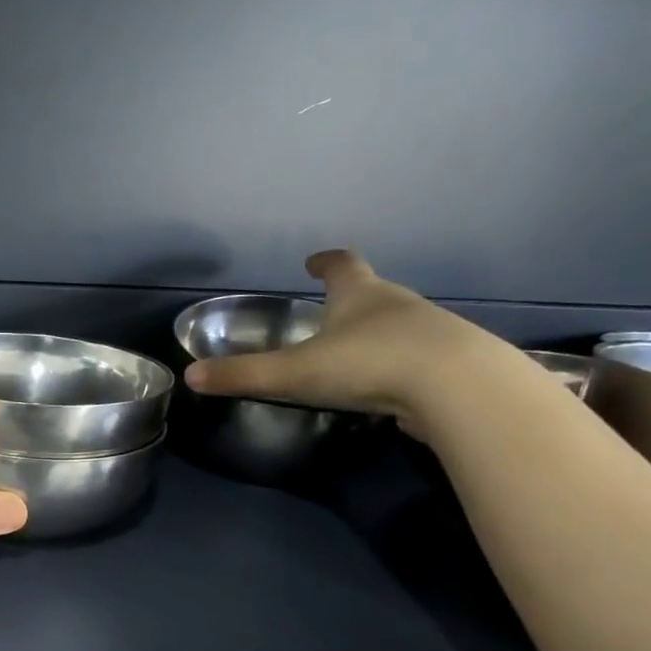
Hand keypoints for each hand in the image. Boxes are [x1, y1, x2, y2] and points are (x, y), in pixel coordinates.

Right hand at [183, 250, 513, 428]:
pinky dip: (401, 365)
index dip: (326, 262)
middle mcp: (398, 304)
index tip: (314, 262)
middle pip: (373, 291)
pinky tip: (390, 387)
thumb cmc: (369, 364)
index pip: (342, 265)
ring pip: (399, 324)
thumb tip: (190, 377)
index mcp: (359, 295)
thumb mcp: (295, 372)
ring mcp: (430, 332)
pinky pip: (419, 358)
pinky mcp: (452, 365)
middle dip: (351, 298)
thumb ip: (244, 375)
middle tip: (330, 312)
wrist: (459, 388)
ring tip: (356, 354)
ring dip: (378, 333)